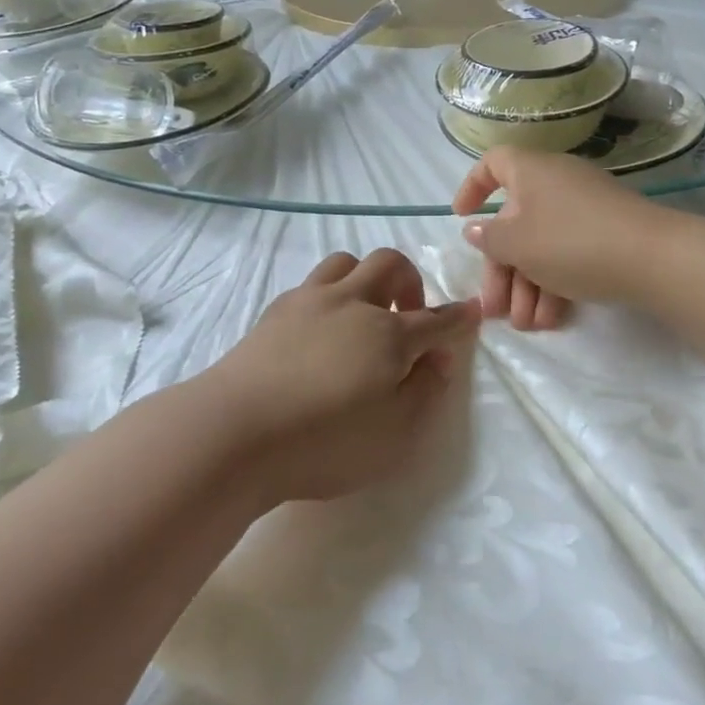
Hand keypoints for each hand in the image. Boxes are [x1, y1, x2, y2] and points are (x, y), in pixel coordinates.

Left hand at [202, 249, 478, 503]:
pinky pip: (312, 283)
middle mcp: (351, 304)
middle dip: (410, 281)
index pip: (434, 320)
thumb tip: (439, 359)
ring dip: (365, 278)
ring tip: (363, 313)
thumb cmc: (324, 442)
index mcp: (387, 334)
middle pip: (389, 265)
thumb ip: (425, 392)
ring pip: (346, 262)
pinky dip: (330, 294)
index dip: (457, 317)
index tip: (471, 311)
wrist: (234, 431)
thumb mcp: (394, 435)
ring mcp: (309, 301)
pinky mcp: (275, 311)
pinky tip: (321, 328)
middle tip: (408, 315)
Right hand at [451, 148, 661, 329]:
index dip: (472, 187)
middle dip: (502, 269)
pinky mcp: (607, 233)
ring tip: (526, 325)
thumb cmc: (571, 241)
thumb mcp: (518, 244)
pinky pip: (568, 252)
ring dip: (527, 286)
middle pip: (515, 221)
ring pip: (542, 243)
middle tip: (495, 309)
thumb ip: (490, 238)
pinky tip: (551, 318)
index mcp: (531, 171)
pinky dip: (555, 282)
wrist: (653, 258)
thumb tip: (476, 229)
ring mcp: (585, 209)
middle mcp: (556, 183)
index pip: (493, 164)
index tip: (461, 217)